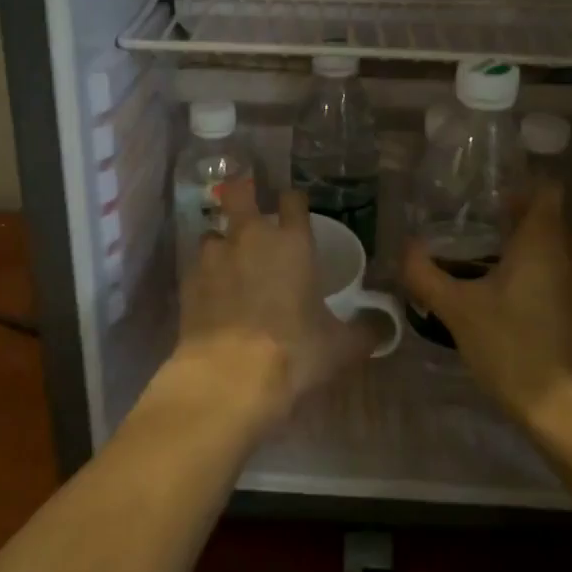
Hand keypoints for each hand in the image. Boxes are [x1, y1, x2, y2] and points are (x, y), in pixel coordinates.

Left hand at [159, 181, 373, 430]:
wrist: (229, 377)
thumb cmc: (294, 352)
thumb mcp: (341, 346)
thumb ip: (366, 330)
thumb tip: (385, 328)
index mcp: (292, 242)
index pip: (293, 200)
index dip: (294, 202)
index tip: (295, 209)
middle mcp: (250, 237)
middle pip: (239, 194)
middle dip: (244, 195)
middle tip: (251, 213)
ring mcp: (214, 256)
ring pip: (214, 233)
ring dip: (222, 244)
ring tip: (230, 266)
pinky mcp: (187, 281)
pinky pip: (197, 267)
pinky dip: (205, 276)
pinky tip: (212, 297)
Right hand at [401, 183, 571, 426]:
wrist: (569, 412)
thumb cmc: (513, 347)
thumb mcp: (457, 310)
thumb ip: (426, 274)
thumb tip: (405, 248)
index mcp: (546, 242)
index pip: (546, 190)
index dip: (519, 186)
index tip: (486, 195)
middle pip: (546, 220)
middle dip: (511, 221)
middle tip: (468, 229)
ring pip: (553, 252)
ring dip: (521, 252)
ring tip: (478, 263)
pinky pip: (558, 278)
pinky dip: (534, 278)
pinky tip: (502, 300)